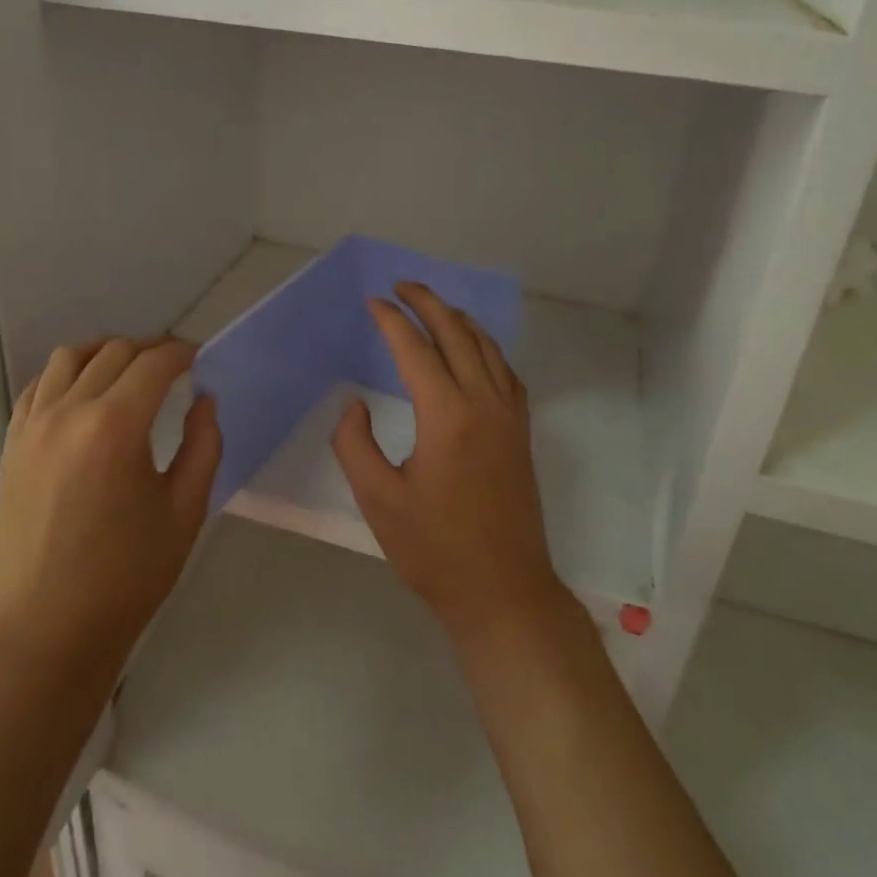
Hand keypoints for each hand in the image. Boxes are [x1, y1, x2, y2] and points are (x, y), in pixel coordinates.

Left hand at [0, 337, 220, 674]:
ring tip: (128, 369)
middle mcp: (69, 412)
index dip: (182, 353)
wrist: (49, 626)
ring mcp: (33, 426)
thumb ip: (203, 445)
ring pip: (69, 357)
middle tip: (175, 364)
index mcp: (116, 426)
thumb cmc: (128, 574)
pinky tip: (83, 392)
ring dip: (105, 352)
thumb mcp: (185, 510)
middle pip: (114, 352)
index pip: (154, 364)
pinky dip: (65, 374)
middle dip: (151, 349)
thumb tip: (203, 401)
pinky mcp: (12, 445)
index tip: (199, 358)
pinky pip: (38, 386)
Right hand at [330, 283, 567, 647]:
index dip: (391, 321)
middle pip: (457, 334)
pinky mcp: (521, 433)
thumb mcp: (378, 500)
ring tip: (433, 306)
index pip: (415, 350)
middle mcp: (484, 403)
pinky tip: (473, 350)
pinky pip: (505, 371)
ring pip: (487, 347)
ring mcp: (509, 417)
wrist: (503, 591)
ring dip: (458, 319)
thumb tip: (356, 404)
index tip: (372, 302)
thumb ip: (355, 443)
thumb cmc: (435, 550)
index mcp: (447, 416)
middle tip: (401, 285)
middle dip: (428, 303)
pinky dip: (485, 347)